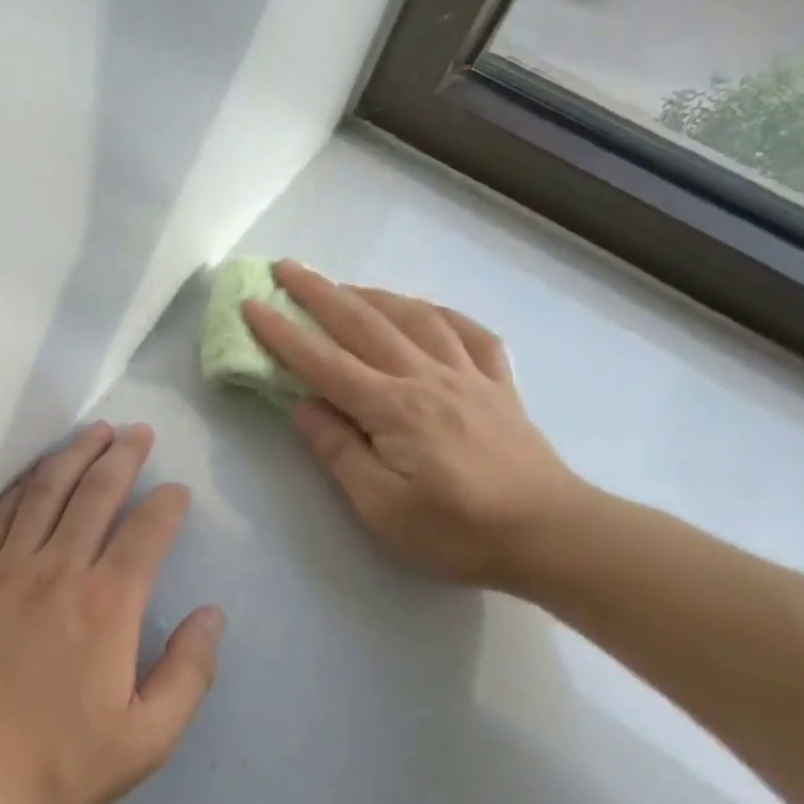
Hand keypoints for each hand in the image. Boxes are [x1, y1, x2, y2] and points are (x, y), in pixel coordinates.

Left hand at [0, 423, 223, 803]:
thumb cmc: (53, 765)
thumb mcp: (145, 740)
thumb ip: (188, 674)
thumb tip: (212, 616)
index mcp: (106, 605)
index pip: (145, 533)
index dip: (166, 504)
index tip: (177, 490)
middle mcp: (57, 571)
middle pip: (95, 495)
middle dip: (122, 457)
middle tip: (138, 433)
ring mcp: (3, 570)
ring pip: (44, 494)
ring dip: (72, 457)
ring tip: (93, 433)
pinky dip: (17, 490)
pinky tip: (29, 477)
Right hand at [242, 262, 585, 589]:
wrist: (552, 535)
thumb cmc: (457, 530)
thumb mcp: (381, 506)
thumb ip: (338, 451)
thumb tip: (302, 407)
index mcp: (392, 407)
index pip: (323, 362)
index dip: (282, 333)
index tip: (251, 305)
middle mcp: (426, 377)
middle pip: (365, 323)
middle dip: (320, 293)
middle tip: (286, 268)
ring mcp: (468, 376)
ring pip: (415, 317)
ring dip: (374, 295)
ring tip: (345, 286)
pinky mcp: (499, 386)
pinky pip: (470, 334)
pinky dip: (441, 314)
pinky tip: (426, 311)